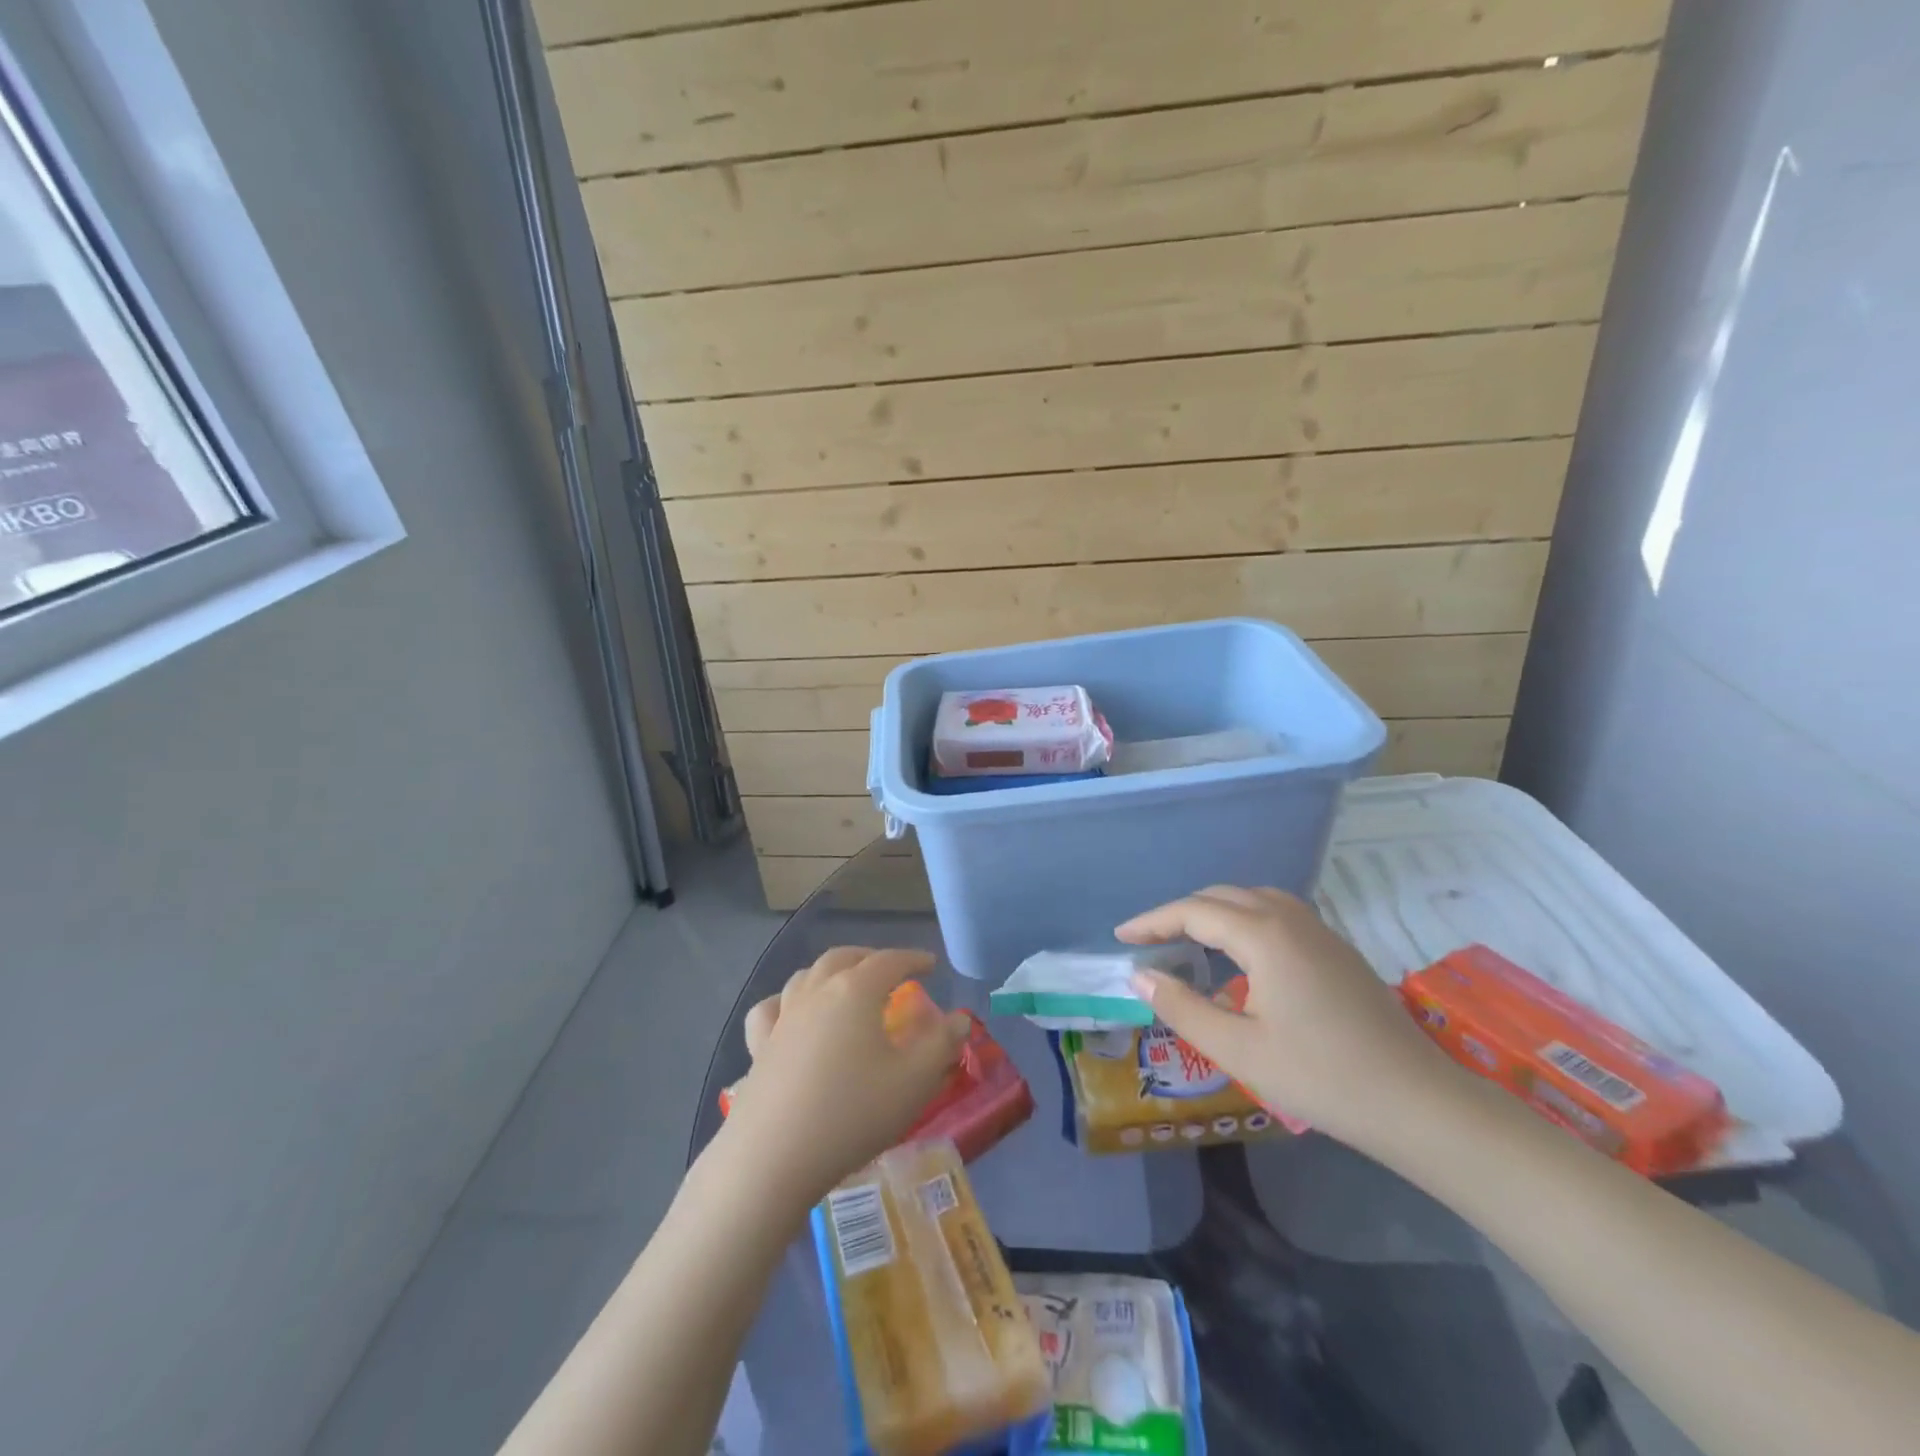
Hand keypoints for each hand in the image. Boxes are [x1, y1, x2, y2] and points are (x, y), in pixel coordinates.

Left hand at [725, 947, 968, 1205]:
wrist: (773, 1157)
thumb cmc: (853, 1113)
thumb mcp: (914, 1081)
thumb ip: (942, 1044)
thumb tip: (960, 1018)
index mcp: (855, 990)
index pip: (889, 960)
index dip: (913, 959)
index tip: (931, 965)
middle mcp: (816, 992)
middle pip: (844, 958)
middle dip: (871, 957)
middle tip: (891, 971)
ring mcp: (783, 1018)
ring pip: (806, 976)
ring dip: (831, 972)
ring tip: (846, 986)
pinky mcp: (758, 1048)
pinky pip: (771, 1009)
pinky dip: (786, 1002)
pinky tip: (791, 1015)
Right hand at [1118, 886, 1464, 1151]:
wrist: (1418, 1103)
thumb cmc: (1321, 1077)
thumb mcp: (1239, 1049)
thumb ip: (1182, 1008)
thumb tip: (1140, 976)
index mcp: (1265, 936)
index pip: (1193, 912)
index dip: (1153, 921)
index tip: (1122, 938)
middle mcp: (1291, 920)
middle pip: (1223, 897)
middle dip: (1181, 913)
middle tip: (1150, 940)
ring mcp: (1321, 932)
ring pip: (1254, 900)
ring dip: (1215, 912)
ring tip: (1189, 940)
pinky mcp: (1339, 951)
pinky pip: (1278, 915)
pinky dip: (1245, 921)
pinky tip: (1242, 956)